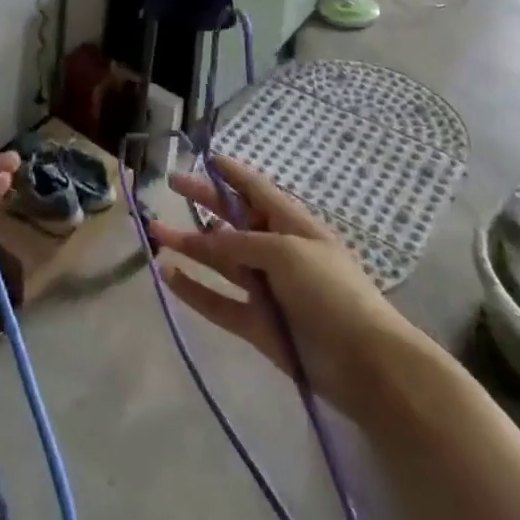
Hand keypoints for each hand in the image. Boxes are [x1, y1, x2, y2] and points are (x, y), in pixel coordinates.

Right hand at [146, 155, 417, 413]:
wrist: (365, 362)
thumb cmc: (331, 291)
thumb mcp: (287, 251)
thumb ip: (243, 242)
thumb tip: (209, 238)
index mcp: (292, 225)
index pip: (257, 190)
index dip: (233, 173)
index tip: (206, 157)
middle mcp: (275, 251)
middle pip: (232, 219)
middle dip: (203, 201)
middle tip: (171, 184)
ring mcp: (264, 288)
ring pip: (219, 260)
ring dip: (189, 244)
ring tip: (154, 231)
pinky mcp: (255, 323)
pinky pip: (217, 301)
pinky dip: (193, 289)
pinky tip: (168, 274)